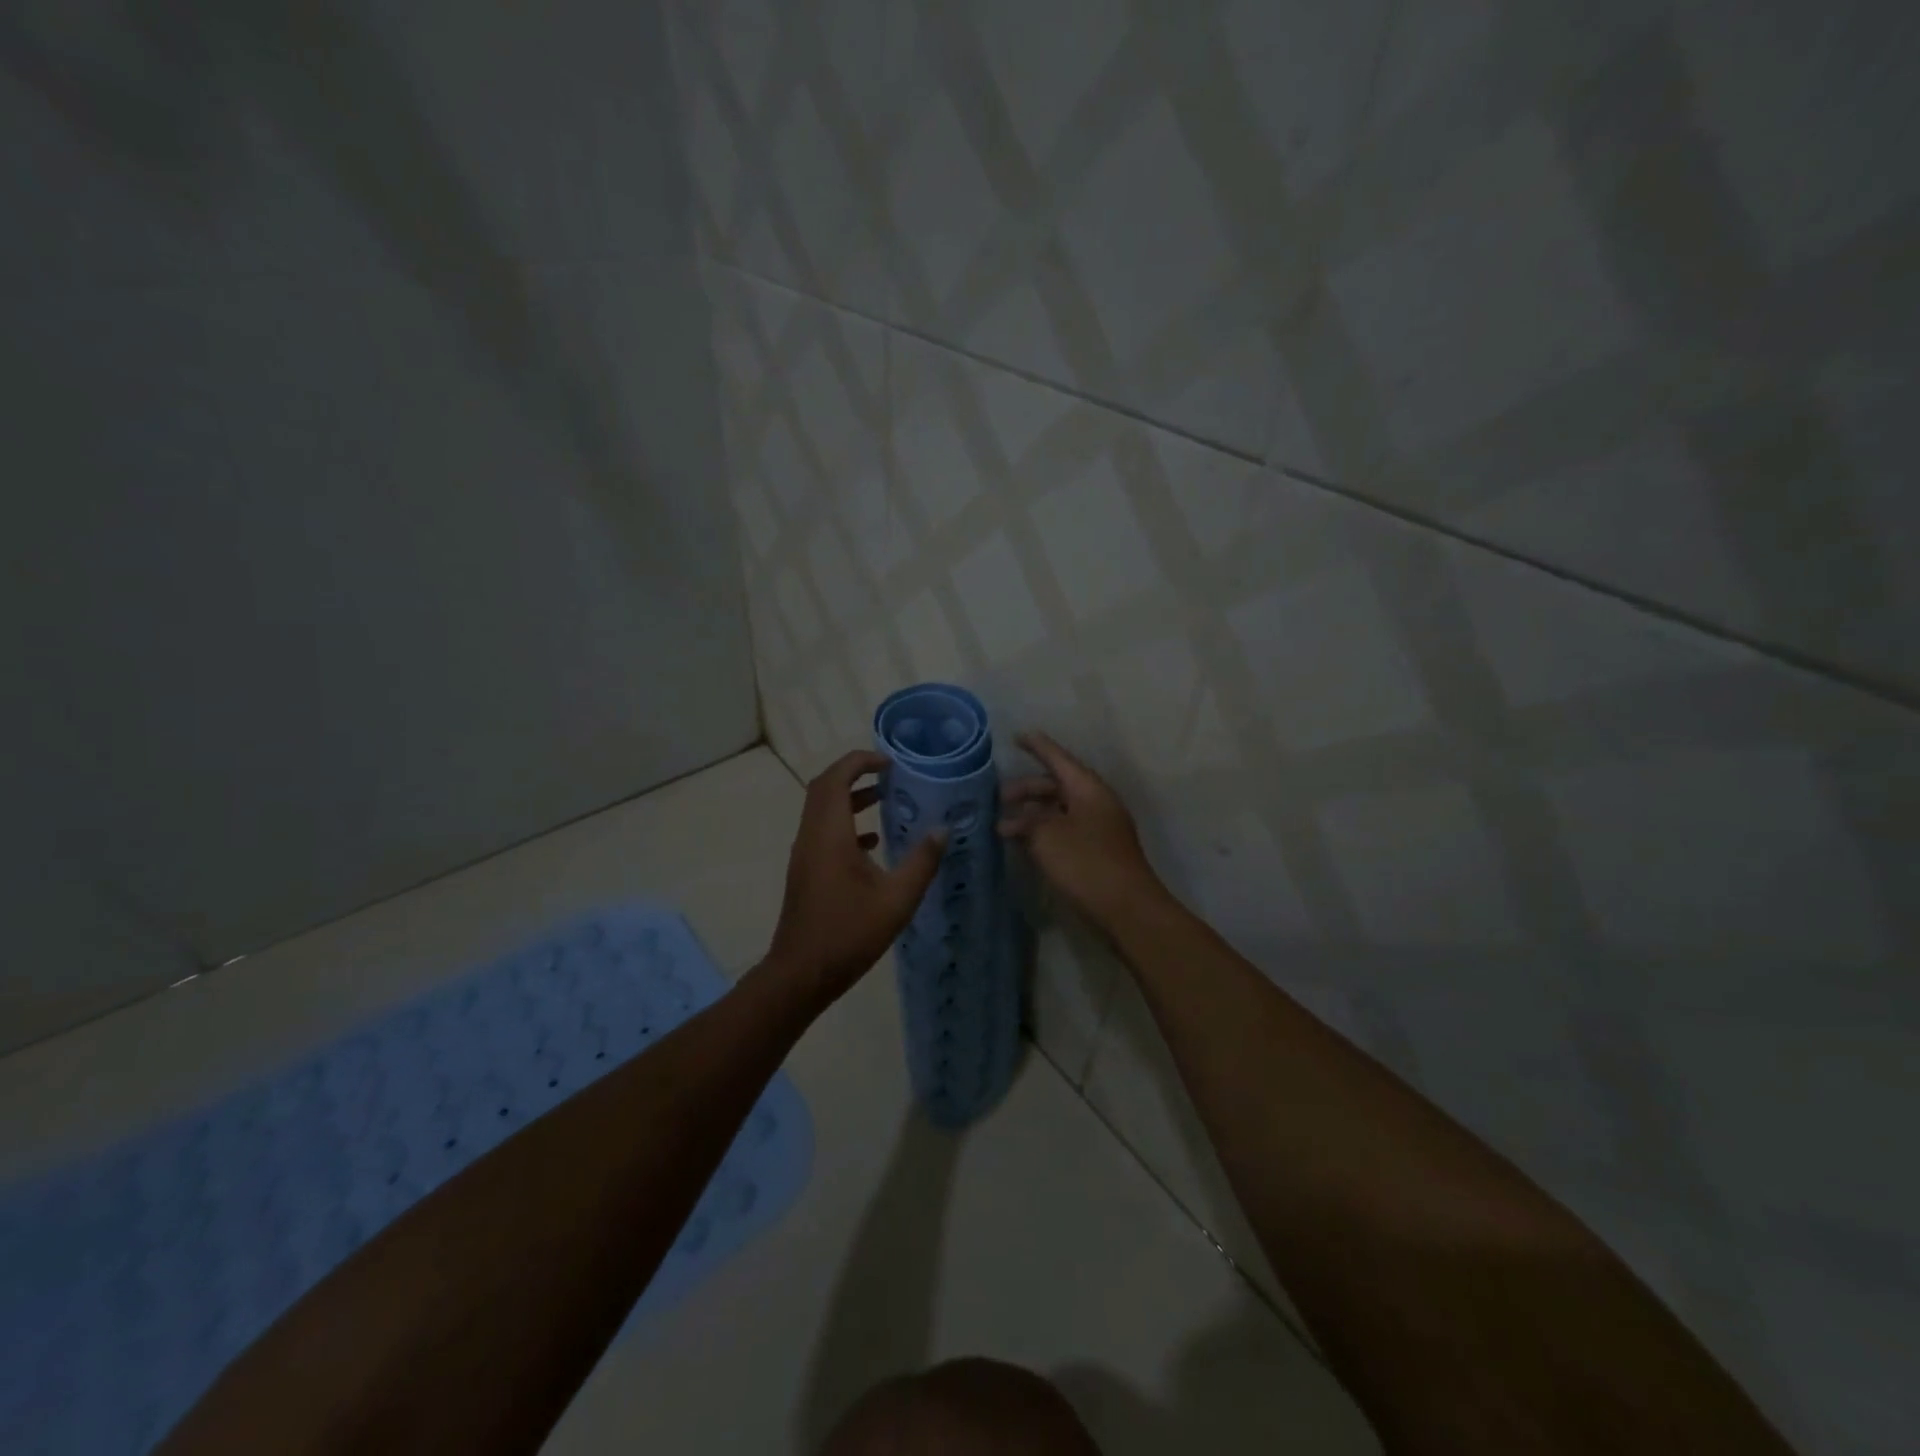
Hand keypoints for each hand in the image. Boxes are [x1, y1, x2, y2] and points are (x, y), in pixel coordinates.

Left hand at [768, 750, 947, 999]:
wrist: (801, 973)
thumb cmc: (849, 933)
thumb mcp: (897, 899)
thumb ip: (922, 861)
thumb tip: (943, 830)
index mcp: (829, 834)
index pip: (836, 777)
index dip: (860, 761)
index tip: (889, 761)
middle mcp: (811, 836)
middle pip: (824, 787)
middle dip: (854, 773)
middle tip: (888, 773)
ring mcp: (804, 854)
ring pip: (822, 810)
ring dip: (850, 797)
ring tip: (885, 798)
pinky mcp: (805, 871)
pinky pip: (823, 832)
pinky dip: (845, 824)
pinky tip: (873, 842)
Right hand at [998, 732, 1165, 929]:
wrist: (1127, 909)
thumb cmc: (1086, 863)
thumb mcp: (1047, 837)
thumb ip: (1027, 822)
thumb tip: (1014, 820)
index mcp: (1088, 789)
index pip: (1058, 758)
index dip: (1037, 747)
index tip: (1017, 736)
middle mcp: (1096, 802)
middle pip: (1057, 785)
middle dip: (1027, 789)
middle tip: (998, 799)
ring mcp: (1099, 828)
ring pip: (1060, 810)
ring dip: (1032, 815)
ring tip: (1003, 827)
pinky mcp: (1097, 851)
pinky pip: (1065, 830)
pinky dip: (1043, 832)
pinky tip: (1024, 845)